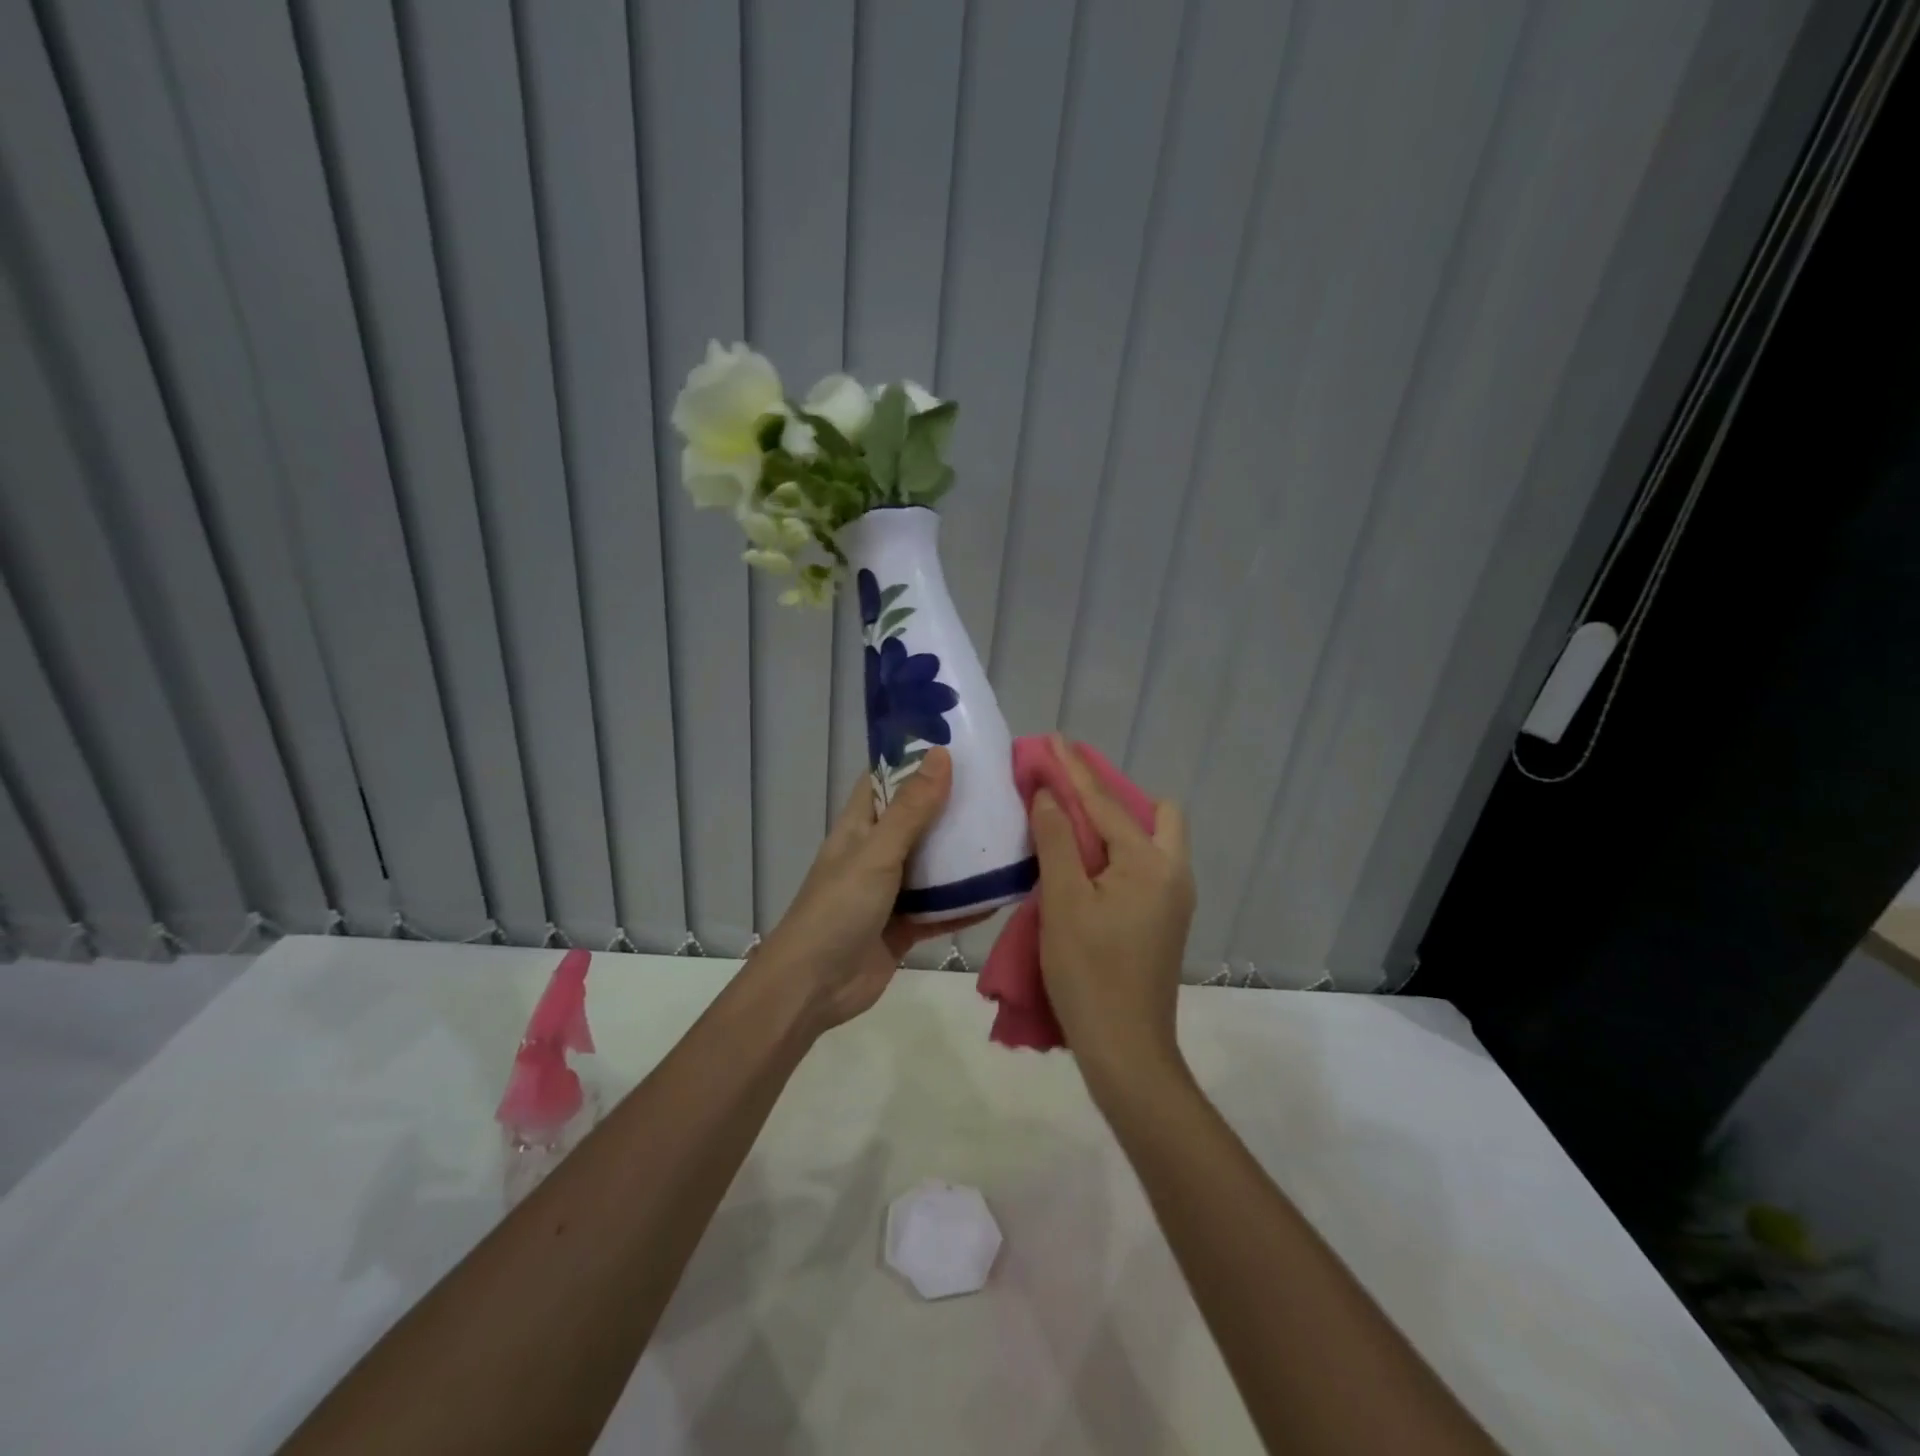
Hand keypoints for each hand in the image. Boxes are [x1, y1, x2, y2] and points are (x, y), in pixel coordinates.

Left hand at [759, 747, 975, 1032]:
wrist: (814, 988)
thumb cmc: (838, 909)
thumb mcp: (877, 853)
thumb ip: (912, 809)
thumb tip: (942, 754)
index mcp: (860, 827)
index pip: (886, 780)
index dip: (915, 760)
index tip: (959, 744)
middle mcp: (876, 853)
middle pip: (917, 820)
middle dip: (952, 806)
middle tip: (999, 788)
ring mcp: (891, 892)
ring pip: (933, 865)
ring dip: (964, 855)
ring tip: (1010, 832)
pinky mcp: (906, 927)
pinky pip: (942, 909)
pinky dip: (967, 903)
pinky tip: (1003, 892)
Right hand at [1030, 738, 1194, 1097]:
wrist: (1126, 1049)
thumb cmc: (1089, 973)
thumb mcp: (1063, 901)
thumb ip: (1057, 841)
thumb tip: (1047, 795)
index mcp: (1151, 863)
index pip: (1106, 803)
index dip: (1074, 769)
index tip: (1053, 739)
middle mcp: (1174, 872)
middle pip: (1153, 812)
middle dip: (1113, 795)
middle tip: (1069, 796)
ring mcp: (1175, 899)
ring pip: (1153, 839)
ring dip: (1116, 824)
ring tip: (1072, 826)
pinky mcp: (1166, 919)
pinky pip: (1146, 865)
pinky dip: (1119, 851)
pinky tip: (1087, 864)